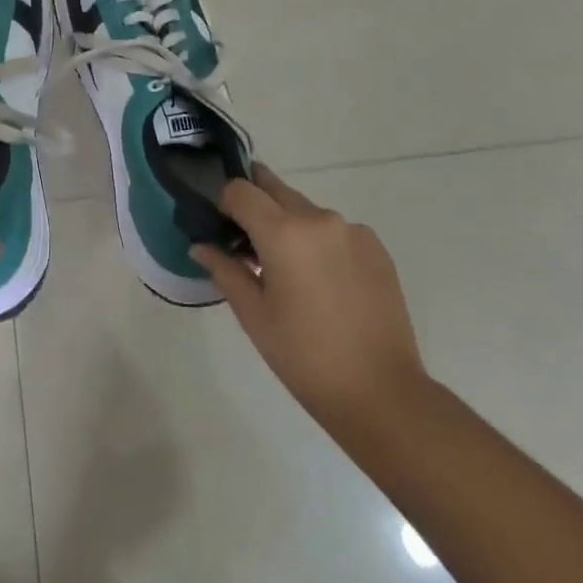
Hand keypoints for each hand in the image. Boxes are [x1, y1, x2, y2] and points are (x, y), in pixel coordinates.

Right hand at [193, 166, 427, 441]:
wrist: (381, 392)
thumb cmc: (304, 356)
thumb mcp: (253, 314)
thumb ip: (224, 270)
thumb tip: (201, 246)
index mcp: (284, 232)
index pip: (240, 190)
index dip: (223, 202)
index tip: (220, 229)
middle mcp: (319, 219)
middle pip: (274, 189)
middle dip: (254, 205)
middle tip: (245, 241)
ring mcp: (353, 231)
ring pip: (305, 210)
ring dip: (287, 225)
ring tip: (287, 271)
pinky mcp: (376, 248)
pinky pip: (334, 230)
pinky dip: (318, 242)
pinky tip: (321, 282)